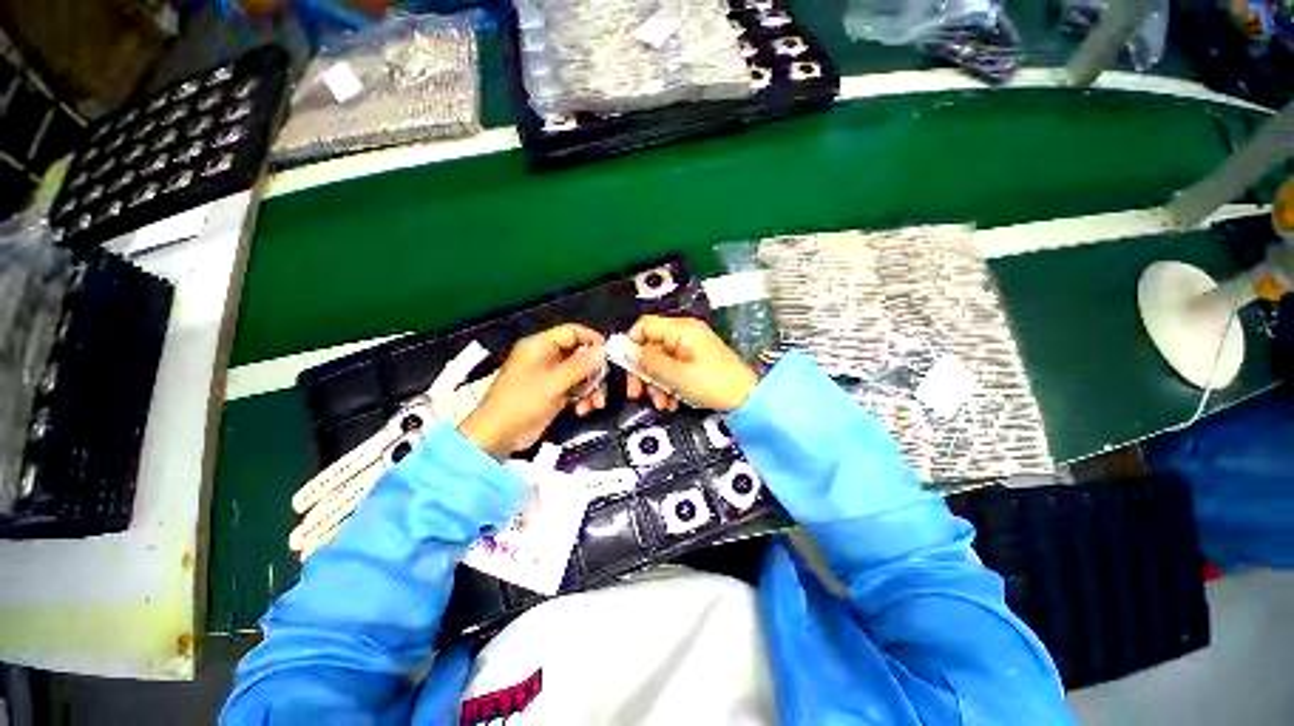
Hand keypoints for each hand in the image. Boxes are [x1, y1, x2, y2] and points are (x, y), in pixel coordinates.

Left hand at [459, 324, 606, 457]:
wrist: (499, 436)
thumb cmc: (522, 402)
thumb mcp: (553, 383)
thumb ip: (580, 366)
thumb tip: (604, 350)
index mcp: (540, 346)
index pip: (572, 332)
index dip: (592, 340)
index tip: (609, 354)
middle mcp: (547, 357)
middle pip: (580, 355)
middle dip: (594, 371)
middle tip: (604, 384)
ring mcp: (551, 376)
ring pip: (581, 374)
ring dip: (591, 388)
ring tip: (595, 403)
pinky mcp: (554, 393)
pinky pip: (576, 389)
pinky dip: (583, 398)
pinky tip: (583, 409)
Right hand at [625, 316, 757, 411]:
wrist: (748, 399)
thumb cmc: (713, 384)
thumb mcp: (676, 376)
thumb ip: (648, 362)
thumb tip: (623, 350)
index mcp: (681, 329)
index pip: (644, 325)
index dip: (630, 343)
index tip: (624, 367)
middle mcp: (684, 334)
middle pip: (650, 347)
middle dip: (643, 372)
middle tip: (636, 394)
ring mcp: (690, 348)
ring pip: (660, 362)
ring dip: (656, 384)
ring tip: (661, 404)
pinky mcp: (694, 362)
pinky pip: (673, 369)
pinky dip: (668, 386)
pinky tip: (671, 403)